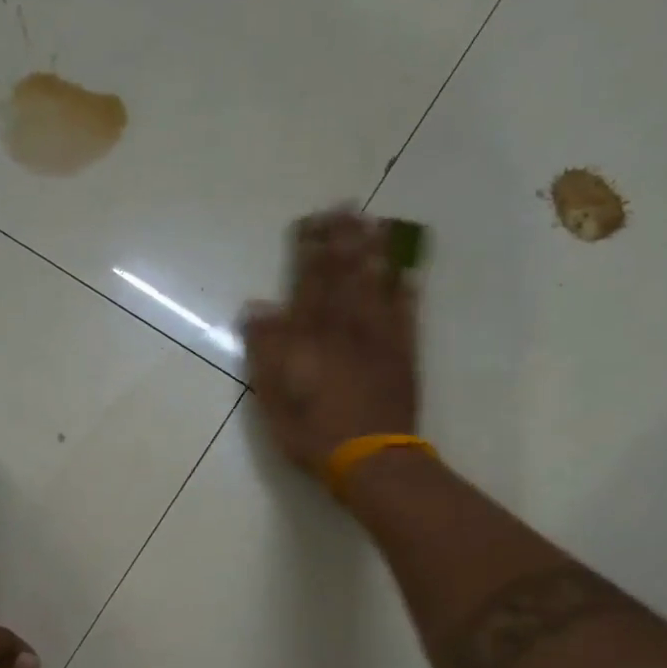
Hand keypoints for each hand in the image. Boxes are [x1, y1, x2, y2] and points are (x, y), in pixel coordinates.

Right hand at [242, 208, 420, 476]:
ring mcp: (380, 340)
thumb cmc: (313, 434)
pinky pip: (407, 316)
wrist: (370, 460)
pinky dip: (407, 293)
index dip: (310, 251)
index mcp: (311, 338)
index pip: (309, 284)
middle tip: (347, 207)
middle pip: (345, 276)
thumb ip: (266, 351)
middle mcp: (347, 329)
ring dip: (376, 254)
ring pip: (378, 287)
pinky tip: (408, 274)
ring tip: (377, 225)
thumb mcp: (273, 398)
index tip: (311, 221)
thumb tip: (257, 307)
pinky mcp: (404, 356)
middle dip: (345, 240)